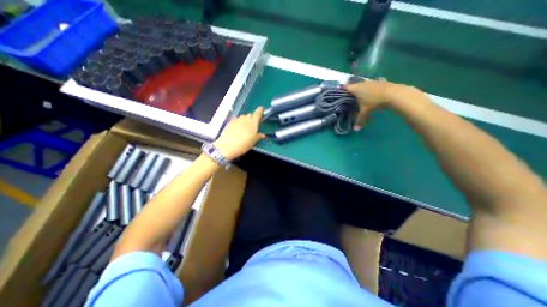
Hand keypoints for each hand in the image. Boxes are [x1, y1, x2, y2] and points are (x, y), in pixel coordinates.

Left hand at [213, 107, 265, 161]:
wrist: (227, 146)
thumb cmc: (244, 144)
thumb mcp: (253, 142)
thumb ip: (258, 136)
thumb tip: (262, 135)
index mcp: (253, 122)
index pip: (258, 113)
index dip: (260, 110)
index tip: (261, 109)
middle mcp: (245, 119)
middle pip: (250, 115)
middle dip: (252, 118)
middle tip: (252, 125)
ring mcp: (237, 120)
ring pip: (242, 117)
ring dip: (244, 120)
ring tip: (244, 128)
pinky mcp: (229, 122)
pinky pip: (235, 120)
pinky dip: (237, 122)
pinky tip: (236, 129)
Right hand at [348, 78, 419, 129]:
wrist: (394, 94)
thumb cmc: (374, 102)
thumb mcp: (365, 112)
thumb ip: (360, 120)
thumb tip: (356, 130)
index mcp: (355, 89)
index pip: (345, 87)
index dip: (342, 89)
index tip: (339, 92)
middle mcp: (362, 83)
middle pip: (354, 85)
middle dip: (351, 89)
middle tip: (349, 95)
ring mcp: (372, 81)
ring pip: (363, 83)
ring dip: (361, 87)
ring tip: (360, 93)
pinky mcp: (380, 81)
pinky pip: (372, 84)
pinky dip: (371, 87)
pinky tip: (373, 91)